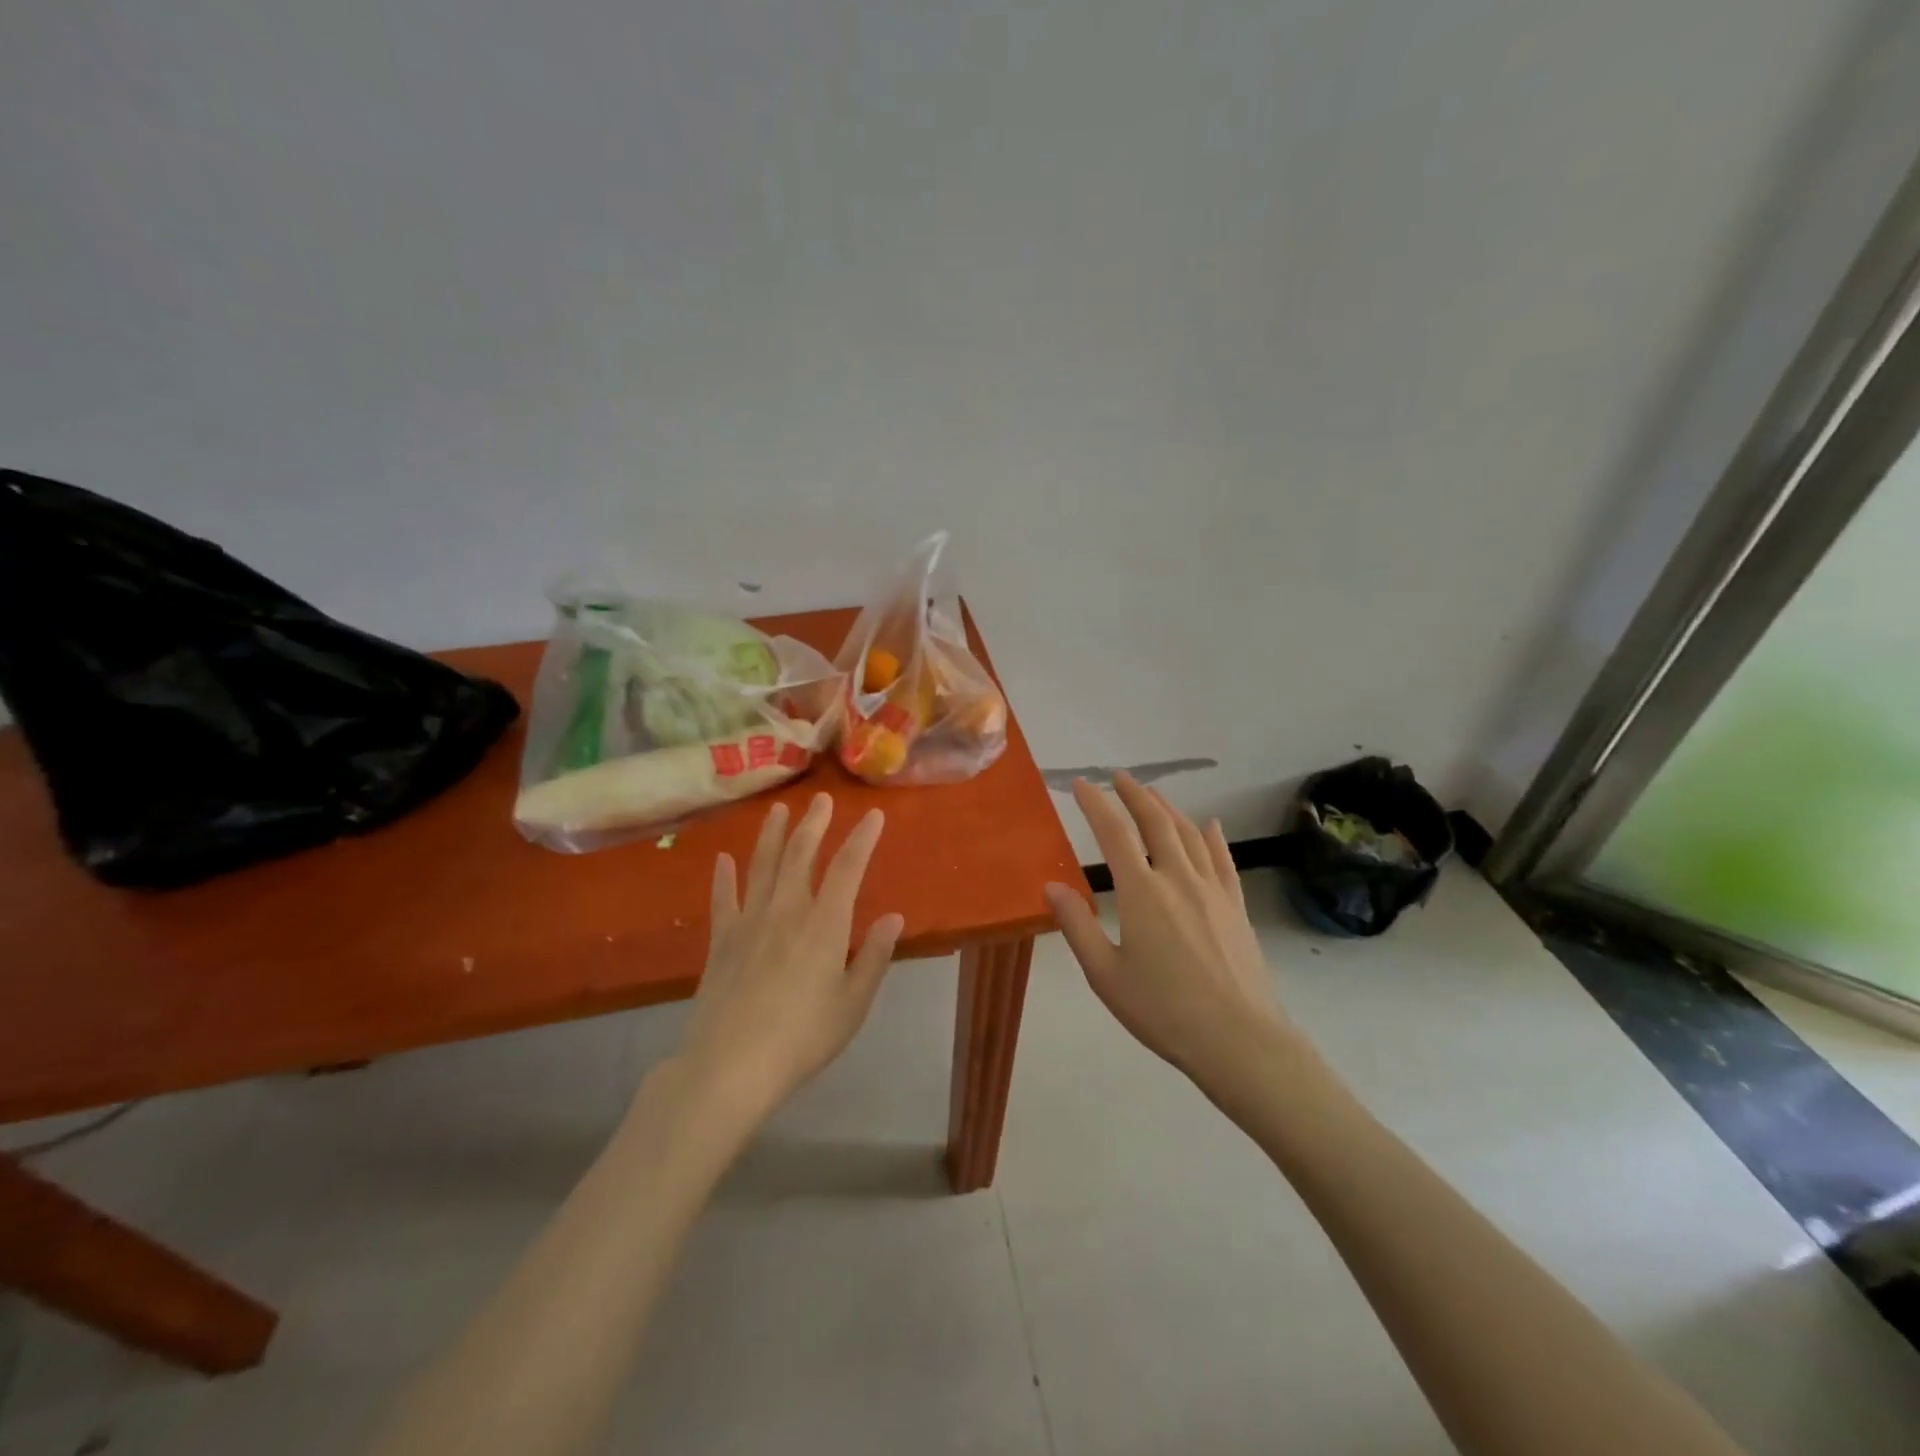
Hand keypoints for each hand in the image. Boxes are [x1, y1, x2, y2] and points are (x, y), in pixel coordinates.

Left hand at [679, 794, 904, 1120]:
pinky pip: (723, 899)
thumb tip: (895, 917)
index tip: (874, 815)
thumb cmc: (803, 1038)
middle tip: (820, 800)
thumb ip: (874, 956)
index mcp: (825, 924)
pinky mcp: (721, 941)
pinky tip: (722, 859)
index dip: (862, 839)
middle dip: (813, 824)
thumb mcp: (853, 1003)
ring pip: (762, 866)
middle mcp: (787, 911)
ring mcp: (749, 922)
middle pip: (801, 855)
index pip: (848, 868)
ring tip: (778, 810)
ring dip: (771, 835)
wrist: (731, 1066)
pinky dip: (723, 877)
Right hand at [1045, 774, 1288, 1088]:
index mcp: (1141, 892)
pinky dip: (1212, 837)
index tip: (1082, 784)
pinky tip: (1210, 825)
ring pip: (1189, 834)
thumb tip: (1051, 885)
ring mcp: (1213, 890)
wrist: (1239, 1040)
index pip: (1114, 833)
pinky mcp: (1235, 906)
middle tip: (1119, 777)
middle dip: (1135, 794)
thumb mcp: (1105, 975)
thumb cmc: (1163, 1011)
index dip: (1096, 804)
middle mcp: (1178, 878)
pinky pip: (1223, 859)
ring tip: (1153, 795)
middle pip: (1156, 821)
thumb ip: (1076, 926)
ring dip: (1168, 808)